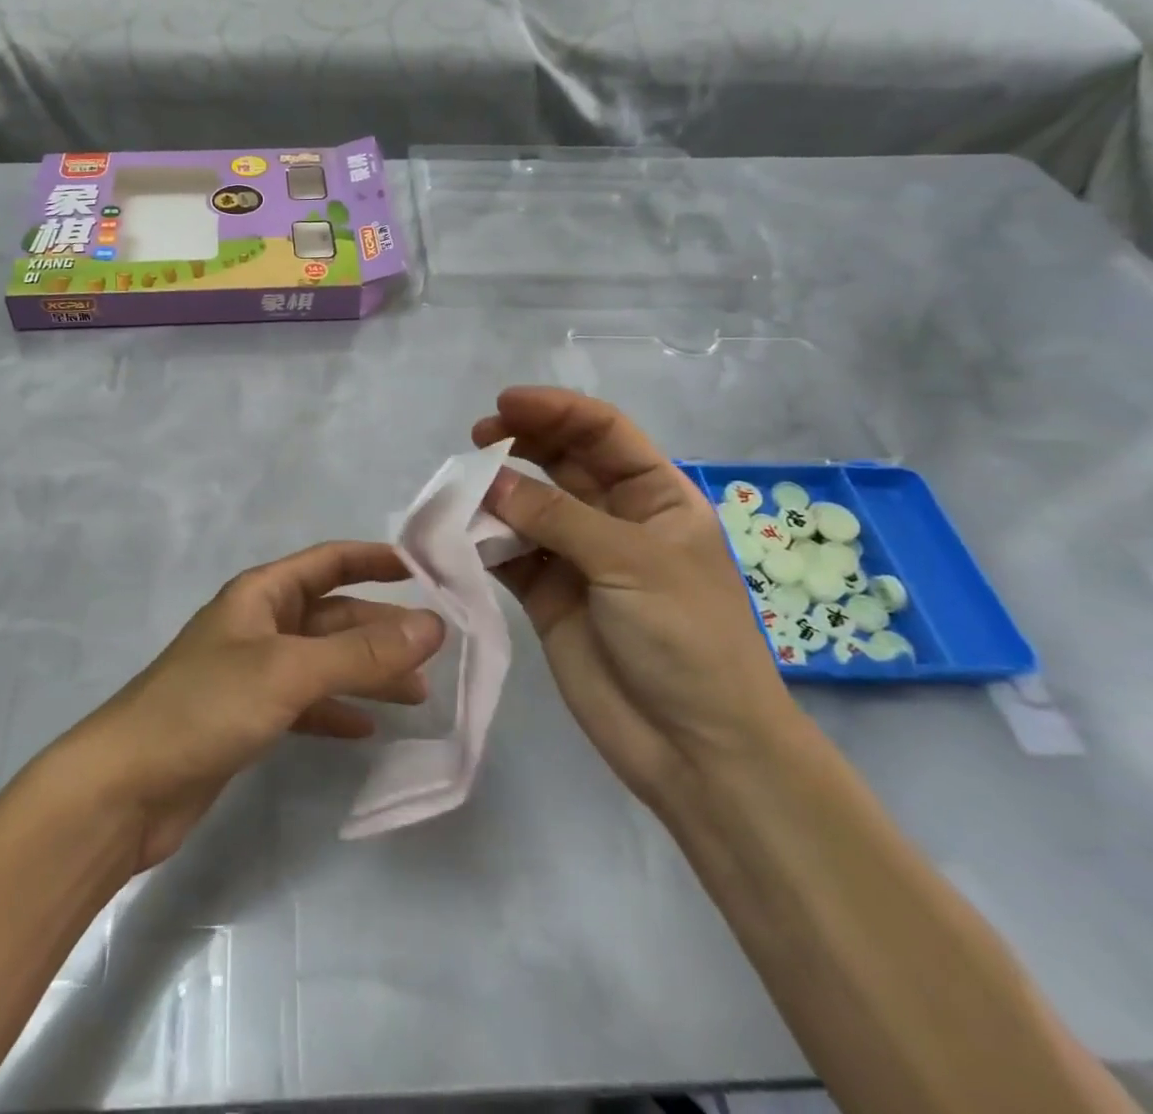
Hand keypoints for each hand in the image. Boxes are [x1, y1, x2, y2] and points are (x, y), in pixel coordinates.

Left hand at [66, 542, 445, 870]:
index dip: (375, 560)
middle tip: (434, 652)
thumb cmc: (206, 707)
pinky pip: (305, 704)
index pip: (328, 561)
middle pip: (332, 615)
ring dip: (367, 673)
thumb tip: (433, 627)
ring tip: (417, 695)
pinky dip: (335, 711)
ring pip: (323, 662)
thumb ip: (361, 652)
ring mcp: (252, 673)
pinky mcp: (247, 718)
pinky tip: (366, 729)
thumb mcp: (289, 671)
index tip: (425, 571)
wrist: (128, 786)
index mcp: (261, 594)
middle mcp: (259, 625)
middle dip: (381, 629)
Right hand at [473, 387, 801, 809]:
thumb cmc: (687, 638)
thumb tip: (489, 481)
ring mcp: (577, 558)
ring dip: (496, 492)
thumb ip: (558, 517)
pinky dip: (482, 541)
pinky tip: (458, 533)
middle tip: (476, 437)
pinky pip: (508, 555)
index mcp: (656, 497)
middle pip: (562, 462)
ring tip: (461, 487)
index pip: (603, 433)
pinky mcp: (546, 596)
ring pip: (529, 506)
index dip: (557, 411)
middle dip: (521, 442)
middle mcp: (614, 519)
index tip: (506, 404)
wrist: (695, 747)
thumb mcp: (632, 563)